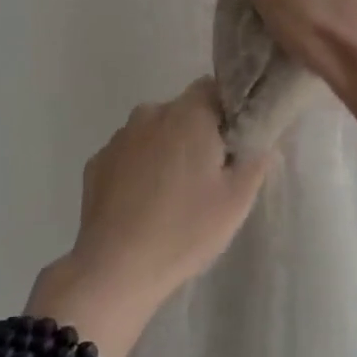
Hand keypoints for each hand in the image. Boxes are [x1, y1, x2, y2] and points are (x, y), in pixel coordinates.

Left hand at [28, 79, 274, 356]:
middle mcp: (150, 114)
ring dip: (167, 151)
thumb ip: (255, 160)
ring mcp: (118, 138)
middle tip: (210, 175)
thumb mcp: (237, 200)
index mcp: (188, 114)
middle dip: (198, 133)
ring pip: (154, 132)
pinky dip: (139, 169)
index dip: (228, 109)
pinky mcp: (96, 163)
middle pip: (183, 111)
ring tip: (175, 195)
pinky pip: (129, 155)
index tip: (235, 141)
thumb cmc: (185, 229)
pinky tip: (144, 205)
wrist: (115, 269)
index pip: (213, 87)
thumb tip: (260, 140)